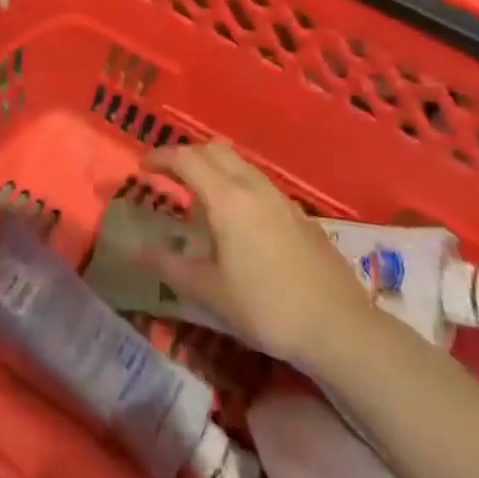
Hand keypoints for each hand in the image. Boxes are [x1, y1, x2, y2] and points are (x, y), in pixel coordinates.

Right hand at [141, 144, 376, 371]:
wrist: (340, 327)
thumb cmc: (266, 307)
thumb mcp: (209, 292)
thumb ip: (170, 266)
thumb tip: (139, 251)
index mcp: (227, 198)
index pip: (186, 159)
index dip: (160, 158)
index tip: (142, 168)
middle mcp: (253, 186)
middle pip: (214, 150)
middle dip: (186, 156)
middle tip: (168, 176)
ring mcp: (281, 198)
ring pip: (239, 164)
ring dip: (213, 168)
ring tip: (198, 196)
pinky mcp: (299, 214)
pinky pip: (258, 182)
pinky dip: (236, 184)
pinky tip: (236, 220)